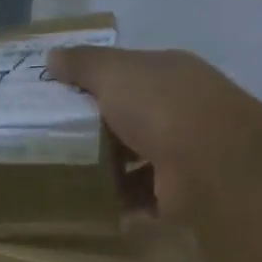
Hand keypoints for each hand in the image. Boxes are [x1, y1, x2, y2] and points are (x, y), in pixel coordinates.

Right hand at [49, 46, 261, 217]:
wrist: (210, 162)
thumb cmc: (160, 106)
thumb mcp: (113, 73)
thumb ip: (83, 64)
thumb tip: (52, 56)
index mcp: (169, 74)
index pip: (130, 74)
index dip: (97, 83)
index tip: (61, 97)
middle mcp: (181, 109)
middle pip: (132, 117)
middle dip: (100, 130)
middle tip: (57, 140)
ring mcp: (185, 152)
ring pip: (139, 159)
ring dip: (110, 169)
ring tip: (70, 176)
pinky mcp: (181, 192)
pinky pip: (144, 196)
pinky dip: (122, 201)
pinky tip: (94, 205)